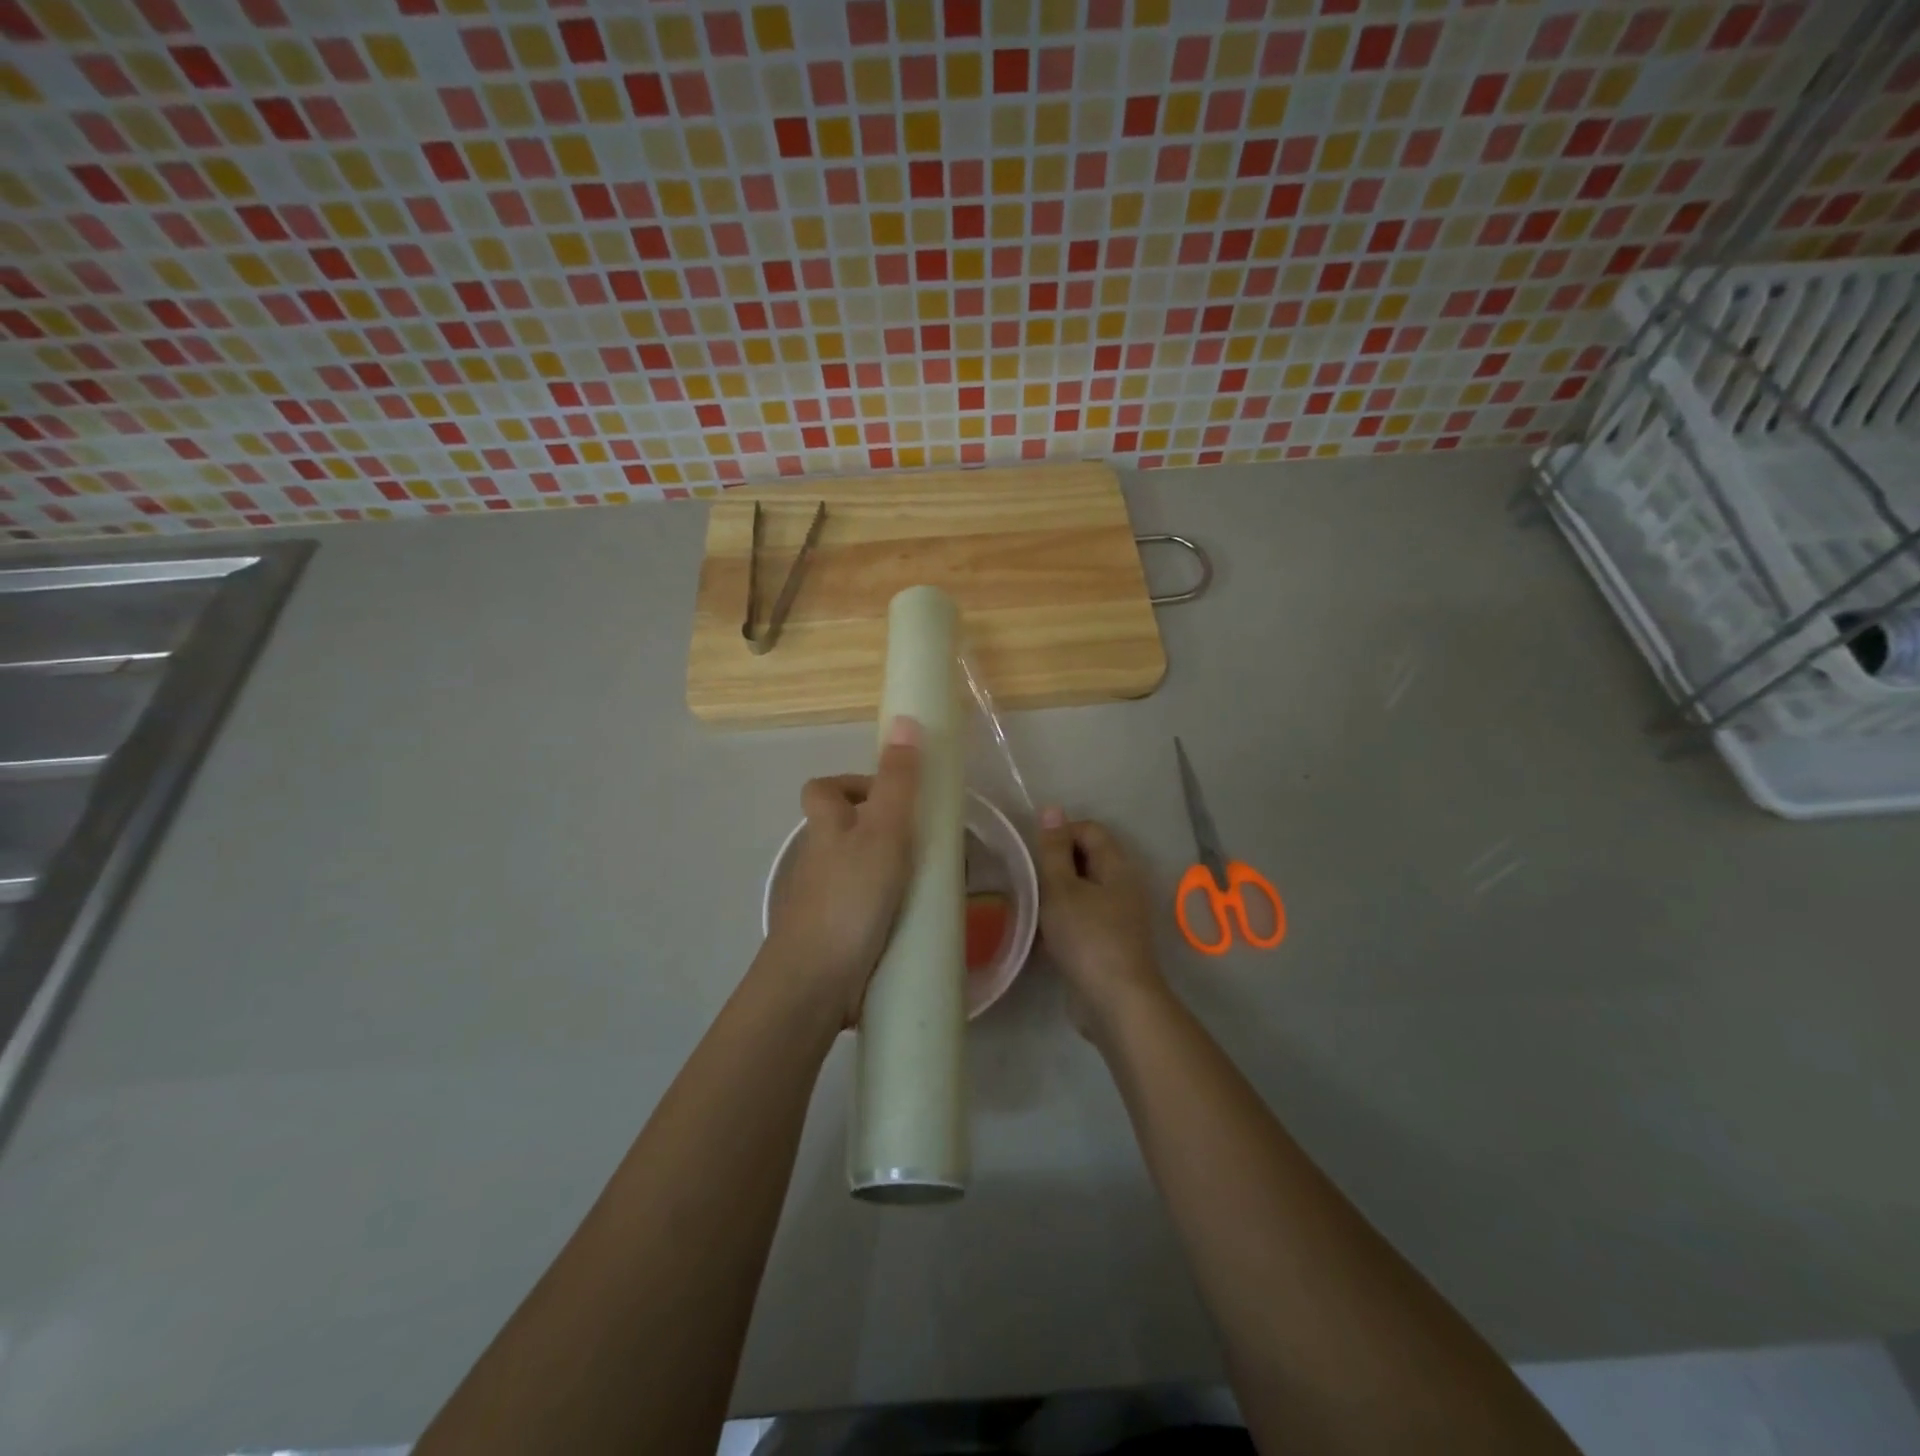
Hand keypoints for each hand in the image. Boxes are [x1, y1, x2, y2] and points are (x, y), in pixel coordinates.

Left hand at [765, 716, 921, 1024]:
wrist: (816, 983)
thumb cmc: (850, 897)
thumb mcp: (883, 831)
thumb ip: (899, 781)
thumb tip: (904, 719)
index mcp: (826, 828)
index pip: (824, 790)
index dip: (854, 784)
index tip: (895, 796)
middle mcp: (820, 860)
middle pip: (845, 831)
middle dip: (886, 833)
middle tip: (929, 844)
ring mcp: (825, 900)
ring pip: (860, 872)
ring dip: (894, 873)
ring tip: (937, 884)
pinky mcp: (837, 937)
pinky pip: (867, 910)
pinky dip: (891, 910)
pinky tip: (920, 922)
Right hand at [1035, 809, 1165, 1038]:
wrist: (1115, 1002)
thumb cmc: (1087, 937)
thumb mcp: (1062, 889)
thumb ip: (1054, 850)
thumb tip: (1052, 809)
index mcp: (1117, 866)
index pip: (1089, 829)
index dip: (1060, 833)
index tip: (1034, 854)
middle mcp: (1122, 885)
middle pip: (1086, 858)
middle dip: (1055, 865)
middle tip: (1028, 879)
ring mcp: (1118, 916)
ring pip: (1082, 890)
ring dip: (1056, 894)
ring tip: (1030, 905)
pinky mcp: (1108, 942)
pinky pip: (1082, 917)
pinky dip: (1063, 919)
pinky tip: (1042, 934)